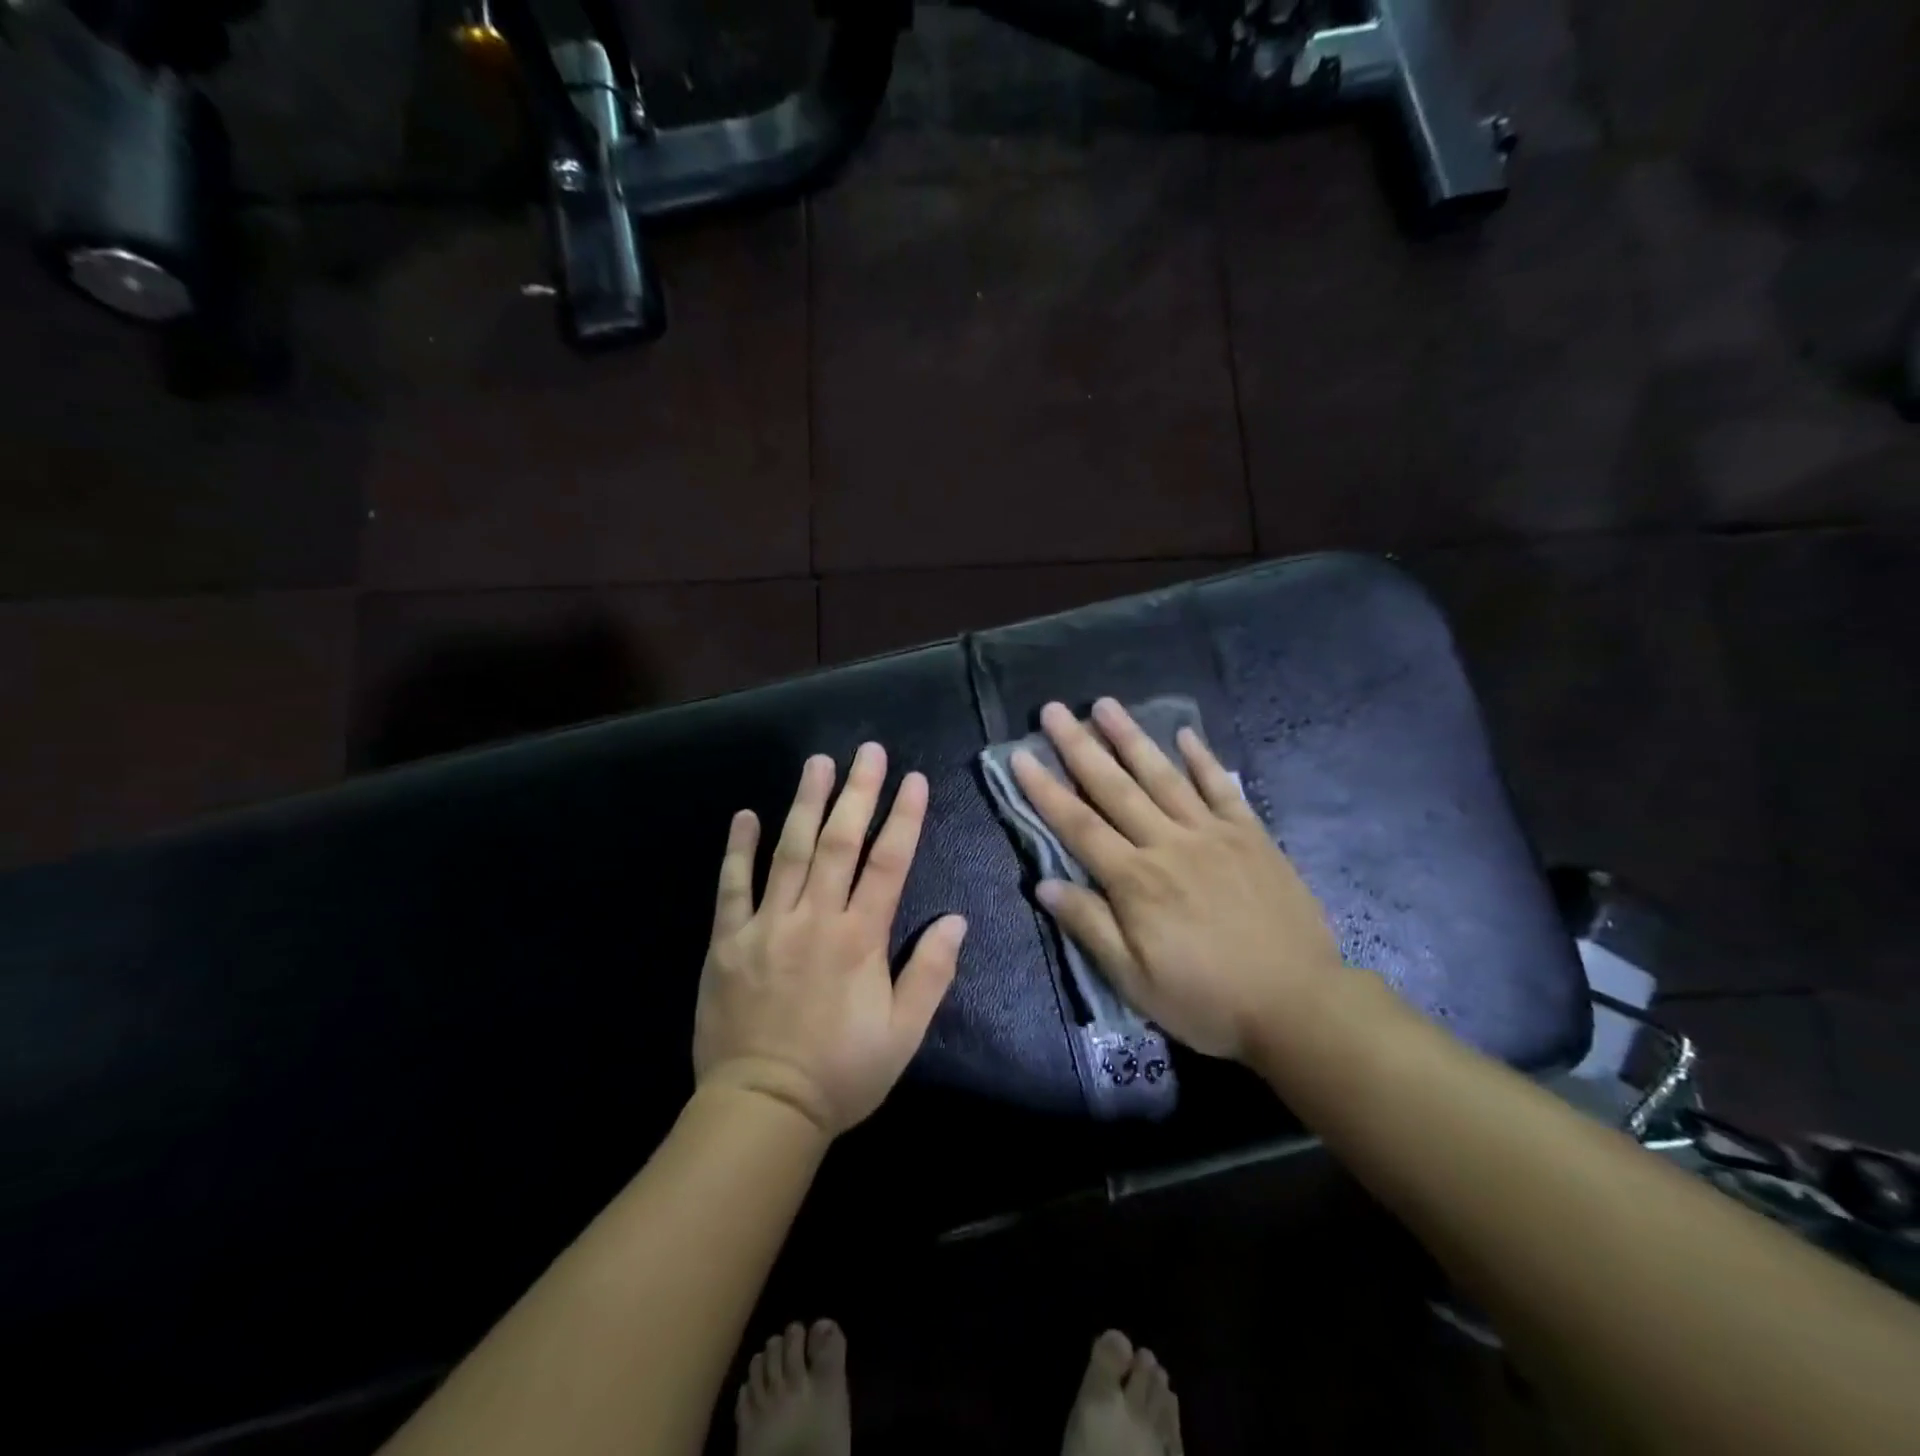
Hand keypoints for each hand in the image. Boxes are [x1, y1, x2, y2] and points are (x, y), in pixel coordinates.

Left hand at [693, 743, 967, 1137]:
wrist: (763, 1109)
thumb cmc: (842, 1072)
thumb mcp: (904, 1033)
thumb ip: (931, 973)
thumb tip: (956, 920)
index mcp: (860, 939)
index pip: (888, 863)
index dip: (903, 818)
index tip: (913, 779)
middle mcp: (814, 919)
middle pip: (838, 842)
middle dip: (857, 792)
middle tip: (867, 751)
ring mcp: (766, 926)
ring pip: (788, 851)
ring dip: (804, 802)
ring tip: (817, 762)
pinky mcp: (727, 942)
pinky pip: (731, 886)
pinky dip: (739, 849)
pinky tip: (746, 815)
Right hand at [1011, 698, 1343, 1061]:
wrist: (1298, 1004)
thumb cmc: (1207, 999)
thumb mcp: (1135, 980)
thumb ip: (1090, 926)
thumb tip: (1044, 883)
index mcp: (1135, 881)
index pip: (1078, 825)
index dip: (1045, 789)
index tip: (1020, 754)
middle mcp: (1168, 844)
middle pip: (1115, 787)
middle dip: (1079, 747)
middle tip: (1054, 710)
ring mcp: (1213, 834)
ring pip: (1163, 776)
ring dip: (1132, 738)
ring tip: (1106, 704)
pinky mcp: (1251, 836)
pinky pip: (1222, 788)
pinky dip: (1203, 759)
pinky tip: (1185, 734)